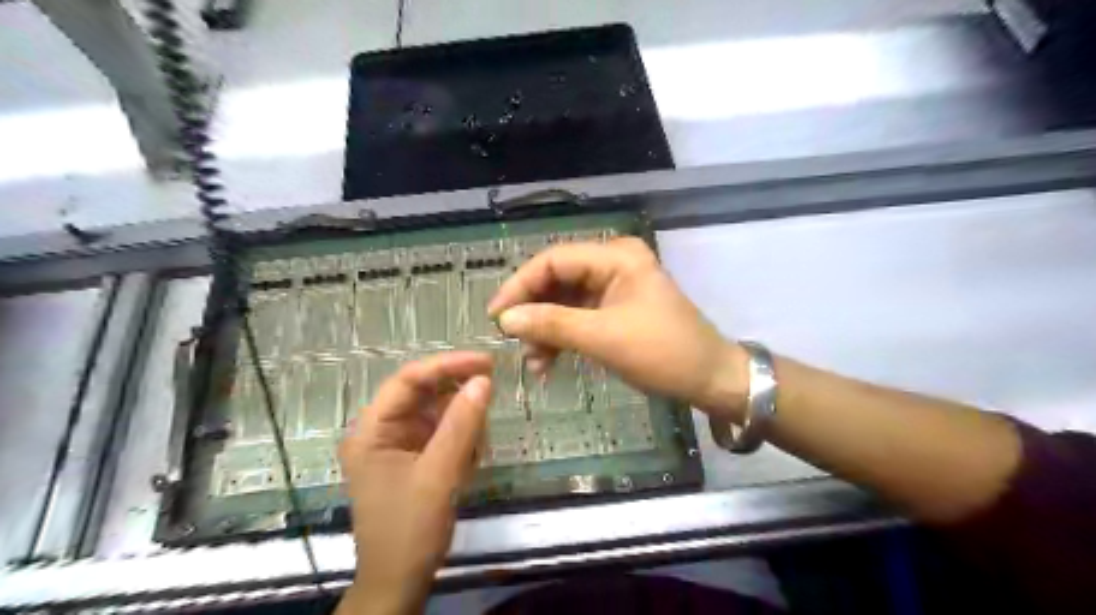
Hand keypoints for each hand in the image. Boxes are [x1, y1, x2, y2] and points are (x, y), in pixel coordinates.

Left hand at [339, 352, 492, 611]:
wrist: (400, 581)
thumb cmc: (410, 530)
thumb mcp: (439, 475)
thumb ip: (461, 425)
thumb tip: (483, 380)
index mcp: (371, 430)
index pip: (408, 380)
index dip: (447, 365)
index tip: (486, 362)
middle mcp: (381, 430)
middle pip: (423, 393)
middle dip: (457, 395)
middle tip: (491, 393)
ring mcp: (397, 443)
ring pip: (436, 411)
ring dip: (462, 421)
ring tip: (476, 446)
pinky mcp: (414, 456)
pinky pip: (441, 431)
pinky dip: (461, 438)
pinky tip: (470, 457)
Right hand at [487, 237, 743, 420]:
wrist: (710, 380)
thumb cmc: (662, 353)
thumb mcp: (603, 338)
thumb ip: (552, 324)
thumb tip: (505, 319)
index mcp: (616, 257)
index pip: (553, 261)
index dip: (520, 286)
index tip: (496, 316)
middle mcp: (614, 263)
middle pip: (557, 280)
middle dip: (534, 312)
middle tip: (512, 342)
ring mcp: (615, 287)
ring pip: (565, 301)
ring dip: (546, 330)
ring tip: (533, 362)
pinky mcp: (616, 310)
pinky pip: (578, 317)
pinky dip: (562, 338)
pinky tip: (548, 362)